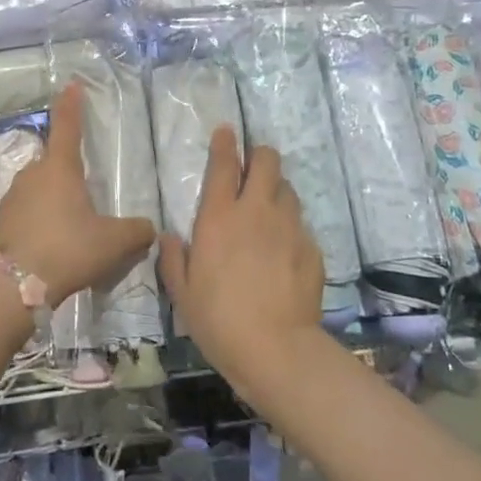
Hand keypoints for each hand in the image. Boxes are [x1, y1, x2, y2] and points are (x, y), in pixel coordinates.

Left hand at [0, 82, 155, 302]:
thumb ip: (137, 231)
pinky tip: (53, 241)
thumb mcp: (114, 242)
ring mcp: (13, 196)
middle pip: (54, 161)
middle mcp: (33, 173)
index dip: (71, 105)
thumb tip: (148, 229)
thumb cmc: (69, 249)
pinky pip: (28, 210)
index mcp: (60, 168)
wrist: (16, 286)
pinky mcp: (2, 220)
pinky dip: (41, 218)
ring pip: (39, 187)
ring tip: (71, 225)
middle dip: (69, 171)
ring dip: (54, 197)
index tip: (71, 84)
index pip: (67, 126)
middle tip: (87, 194)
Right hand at [160, 127, 325, 398]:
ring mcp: (289, 228)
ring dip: (277, 191)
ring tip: (269, 208)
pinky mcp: (312, 249)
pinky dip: (290, 229)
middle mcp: (256, 212)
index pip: (224, 165)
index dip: (225, 144)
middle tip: (254, 166)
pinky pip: (301, 226)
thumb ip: (172, 258)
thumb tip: (168, 236)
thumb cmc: (218, 319)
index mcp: (219, 217)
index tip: (226, 131)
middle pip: (268, 162)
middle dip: (260, 156)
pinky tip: (284, 250)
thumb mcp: (181, 292)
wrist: (275, 349)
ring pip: (288, 190)